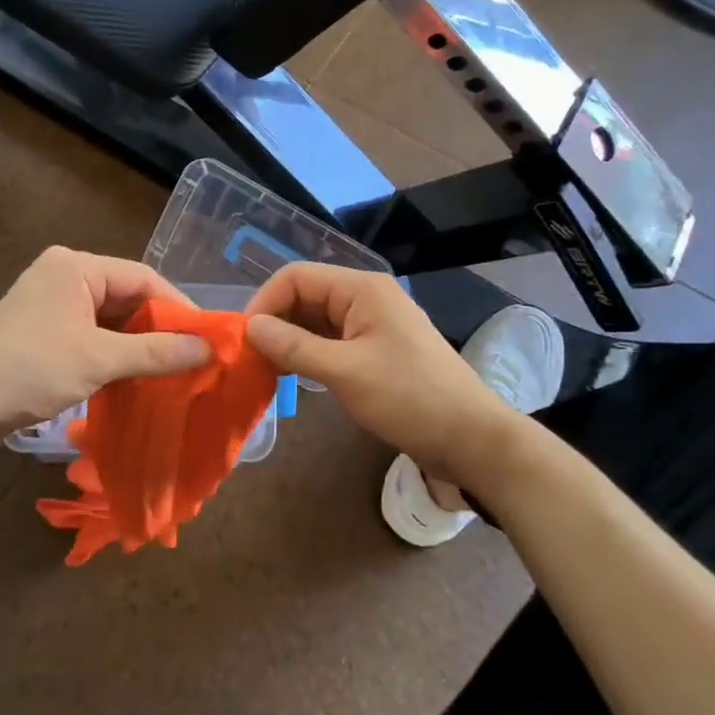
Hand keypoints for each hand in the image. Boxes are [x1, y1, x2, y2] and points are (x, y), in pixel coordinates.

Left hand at [0, 247, 213, 437]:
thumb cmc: (33, 369)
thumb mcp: (100, 359)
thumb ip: (156, 352)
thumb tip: (209, 349)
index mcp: (76, 266)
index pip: (142, 277)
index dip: (178, 306)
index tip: (207, 337)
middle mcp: (63, 274)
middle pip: (126, 295)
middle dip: (158, 326)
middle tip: (193, 355)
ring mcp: (50, 300)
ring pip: (109, 317)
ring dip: (136, 342)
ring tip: (170, 368)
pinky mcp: (42, 327)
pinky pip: (90, 331)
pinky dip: (113, 350)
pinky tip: (134, 374)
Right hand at [244, 263, 522, 499]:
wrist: (470, 438)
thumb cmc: (409, 398)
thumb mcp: (345, 372)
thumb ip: (294, 346)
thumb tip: (250, 326)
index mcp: (361, 289)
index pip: (296, 277)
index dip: (265, 301)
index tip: (244, 339)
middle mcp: (365, 297)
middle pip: (305, 295)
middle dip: (275, 321)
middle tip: (251, 358)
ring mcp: (373, 323)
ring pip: (316, 319)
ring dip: (290, 339)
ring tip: (266, 369)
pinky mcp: (377, 349)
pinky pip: (332, 339)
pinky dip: (309, 352)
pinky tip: (294, 375)